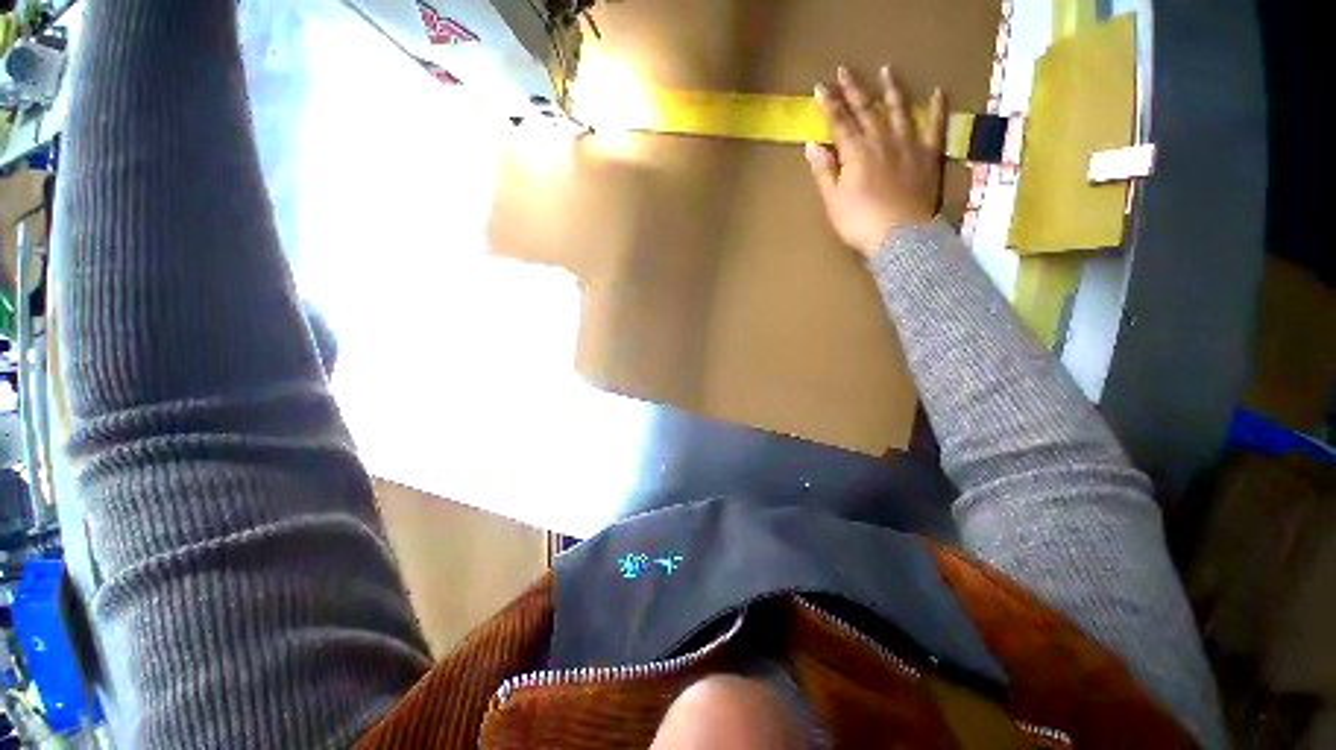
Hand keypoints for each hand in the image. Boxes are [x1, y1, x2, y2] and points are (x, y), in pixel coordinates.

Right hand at [806, 66, 946, 256]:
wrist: (899, 237)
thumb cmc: (859, 222)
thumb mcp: (833, 200)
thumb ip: (823, 171)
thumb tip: (812, 145)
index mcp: (856, 152)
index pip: (839, 121)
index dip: (829, 104)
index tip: (820, 87)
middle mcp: (882, 140)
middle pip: (866, 109)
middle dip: (853, 89)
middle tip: (844, 70)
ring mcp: (908, 144)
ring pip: (899, 110)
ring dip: (892, 89)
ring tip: (887, 70)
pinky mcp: (928, 155)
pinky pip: (935, 127)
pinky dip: (937, 109)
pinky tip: (938, 92)